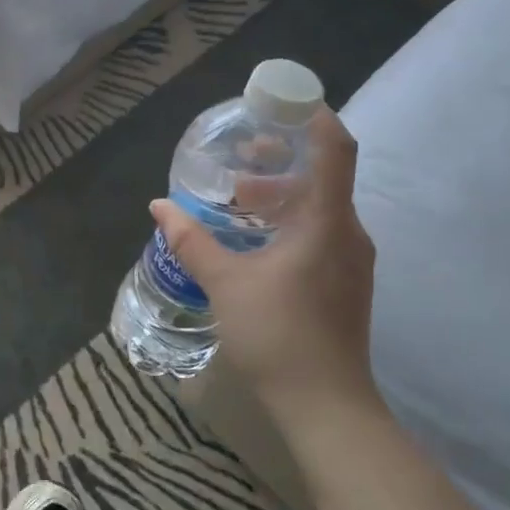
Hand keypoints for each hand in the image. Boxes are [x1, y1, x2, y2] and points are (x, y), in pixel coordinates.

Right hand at [149, 107, 381, 448]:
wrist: (326, 408)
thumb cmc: (278, 335)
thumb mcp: (224, 282)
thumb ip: (190, 240)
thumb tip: (159, 206)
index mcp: (327, 222)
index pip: (335, 149)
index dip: (314, 116)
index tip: (280, 101)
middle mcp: (348, 233)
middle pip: (323, 175)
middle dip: (282, 158)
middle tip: (240, 154)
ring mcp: (350, 260)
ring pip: (319, 206)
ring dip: (280, 194)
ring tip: (237, 198)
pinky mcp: (344, 282)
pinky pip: (319, 232)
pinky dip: (288, 220)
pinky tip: (253, 238)